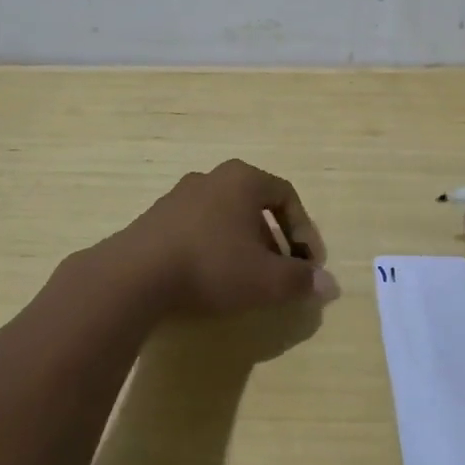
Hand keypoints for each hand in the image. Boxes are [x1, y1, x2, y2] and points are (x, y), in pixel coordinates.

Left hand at [109, 159, 333, 317]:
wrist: (134, 277)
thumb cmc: (212, 266)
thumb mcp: (266, 279)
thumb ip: (301, 280)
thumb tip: (330, 285)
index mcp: (242, 179)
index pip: (286, 196)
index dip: (305, 231)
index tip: (310, 265)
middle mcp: (211, 178)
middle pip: (255, 206)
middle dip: (274, 241)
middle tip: (281, 273)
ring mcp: (179, 196)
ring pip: (225, 218)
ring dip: (243, 246)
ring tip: (247, 281)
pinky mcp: (155, 219)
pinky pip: (198, 229)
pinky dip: (214, 249)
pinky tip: (210, 280)